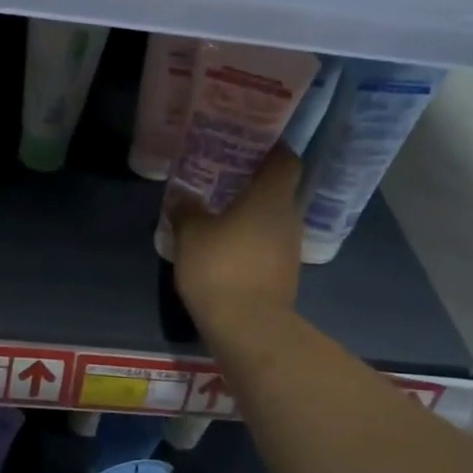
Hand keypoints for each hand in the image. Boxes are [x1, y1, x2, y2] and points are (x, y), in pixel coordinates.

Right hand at [169, 147, 303, 332]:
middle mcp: (289, 217)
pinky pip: (269, 245)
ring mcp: (290, 248)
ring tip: (221, 213)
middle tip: (224, 178)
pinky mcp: (285, 274)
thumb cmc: (220, 268)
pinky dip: (253, 241)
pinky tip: (228, 248)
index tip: (249, 145)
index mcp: (271, 197)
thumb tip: (181, 197)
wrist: (248, 327)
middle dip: (255, 183)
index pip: (286, 160)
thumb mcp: (191, 234)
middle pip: (279, 190)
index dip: (272, 149)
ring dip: (253, 215)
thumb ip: (187, 210)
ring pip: (274, 219)